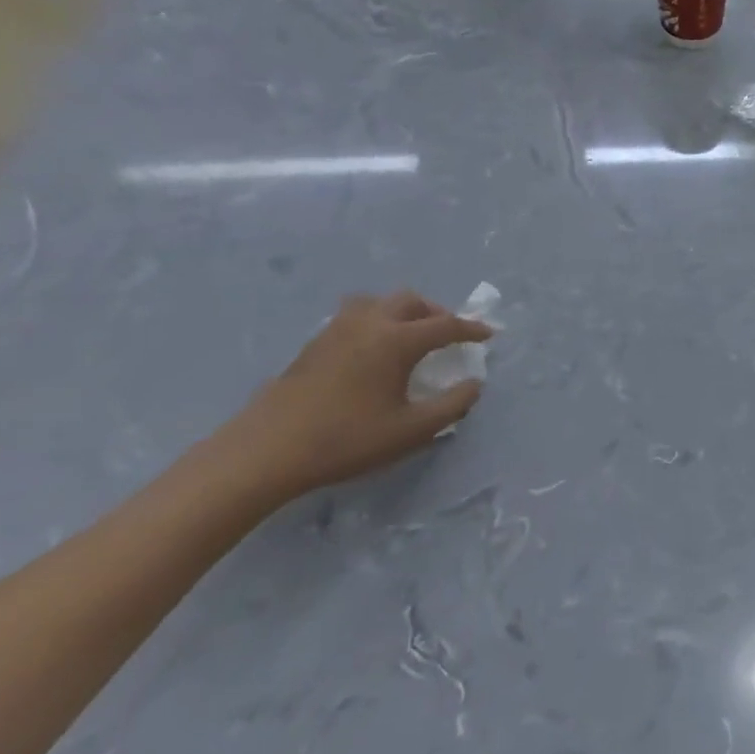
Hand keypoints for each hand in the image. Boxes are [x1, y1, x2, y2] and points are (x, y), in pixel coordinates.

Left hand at [206, 291, 492, 507]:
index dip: (471, 329)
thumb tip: (474, 384)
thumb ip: (452, 405)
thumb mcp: (410, 431)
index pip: (445, 325)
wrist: (266, 451)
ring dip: (403, 312)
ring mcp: (337, 329)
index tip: (488, 335)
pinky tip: (373, 349)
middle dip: (436, 313)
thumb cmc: (346, 440)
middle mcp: (370, 323)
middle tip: (448, 334)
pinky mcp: (315, 342)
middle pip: (411, 302)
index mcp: (397, 340)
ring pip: (379, 302)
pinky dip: (377, 321)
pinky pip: (357, 315)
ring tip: (410, 334)